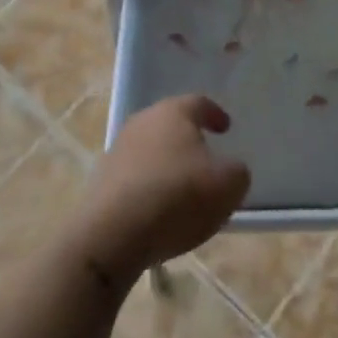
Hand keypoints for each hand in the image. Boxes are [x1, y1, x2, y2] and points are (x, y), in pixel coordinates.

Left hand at [73, 95, 250, 284]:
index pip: (198, 103)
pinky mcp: (101, 183)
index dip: (215, 114)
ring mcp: (117, 152)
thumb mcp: (228, 184)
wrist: (113, 234)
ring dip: (167, 165)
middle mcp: (142, 123)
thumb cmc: (178, 196)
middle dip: (188, 139)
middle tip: (205, 157)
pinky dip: (149, 187)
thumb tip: (229, 170)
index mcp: (173, 113)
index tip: (226, 127)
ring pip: (150, 151)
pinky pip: (134, 178)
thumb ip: (236, 171)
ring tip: (184, 189)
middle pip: (170, 124)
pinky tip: (159, 210)